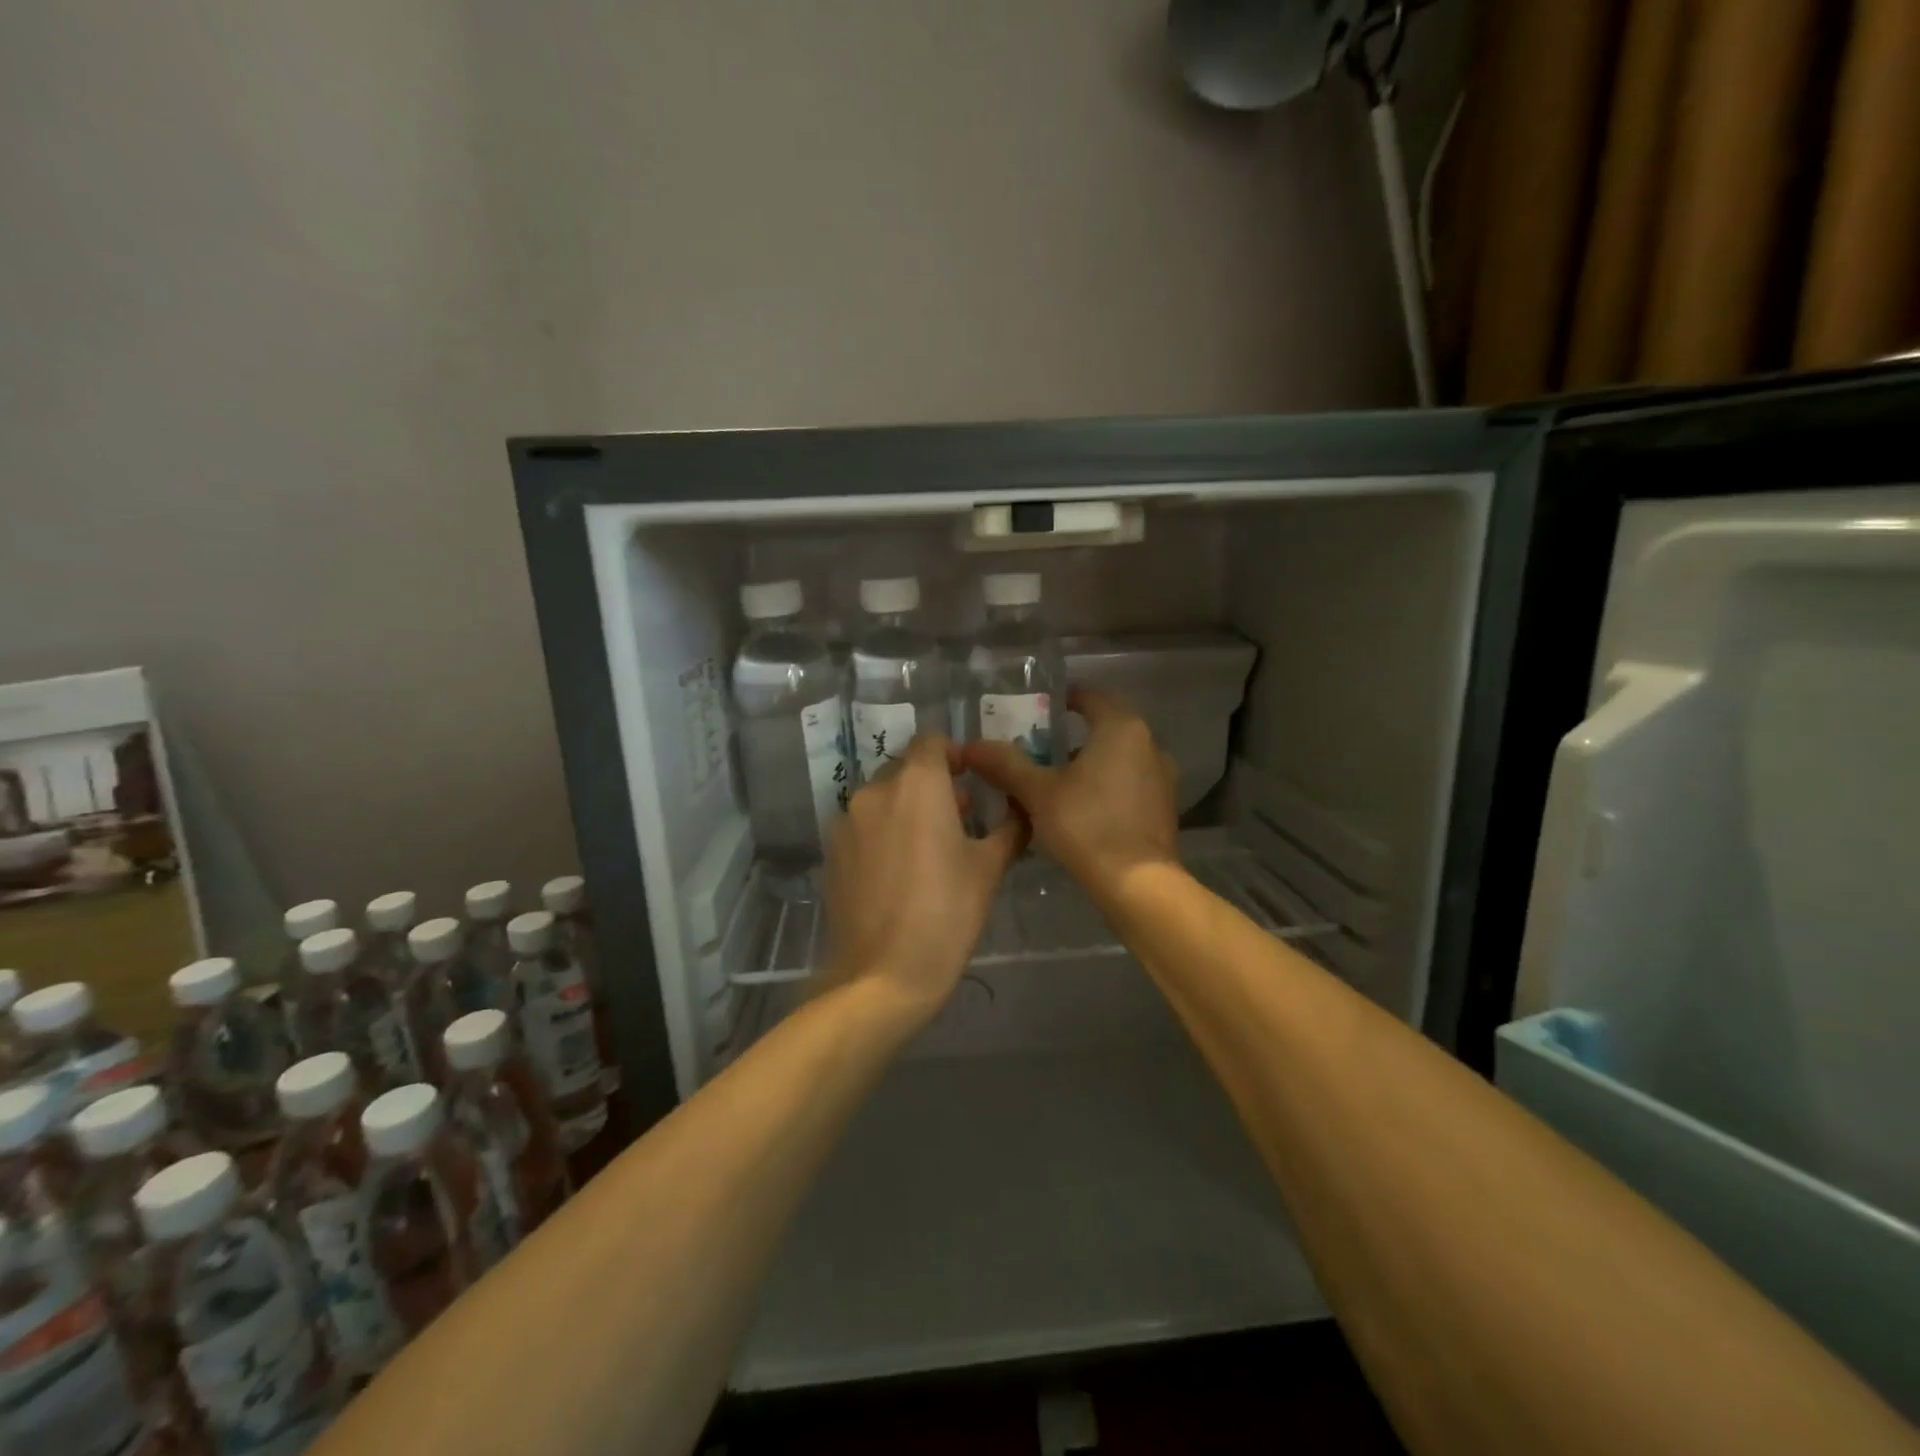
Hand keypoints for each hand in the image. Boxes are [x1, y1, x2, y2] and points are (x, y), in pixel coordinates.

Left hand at [820, 733, 1024, 1023]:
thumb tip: (1021, 808)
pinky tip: (898, 872)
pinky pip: (863, 826)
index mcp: (917, 784)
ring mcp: (847, 821)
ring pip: (883, 798)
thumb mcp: (989, 869)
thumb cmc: (946, 914)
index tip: (973, 780)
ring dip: (907, 808)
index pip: (933, 741)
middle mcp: (876, 791)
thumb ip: (1009, 827)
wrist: (881, 975)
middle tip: (961, 818)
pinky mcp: (832, 851)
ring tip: (930, 847)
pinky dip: (883, 832)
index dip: (955, 754)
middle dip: (934, 784)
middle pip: (906, 769)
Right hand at [961, 689, 1178, 907]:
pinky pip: (1129, 784)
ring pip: (1118, 758)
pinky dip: (1106, 787)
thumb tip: (972, 745)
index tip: (1037, 712)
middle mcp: (1149, 745)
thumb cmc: (1086, 824)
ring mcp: (1161, 778)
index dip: (1063, 700)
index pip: (1091, 697)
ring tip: (1053, 782)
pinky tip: (1080, 809)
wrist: (1137, 884)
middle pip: (1105, 728)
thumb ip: (1006, 764)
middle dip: (1071, 737)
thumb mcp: (1037, 792)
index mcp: (1121, 728)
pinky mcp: (1163, 808)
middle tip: (1037, 749)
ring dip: (1089, 764)